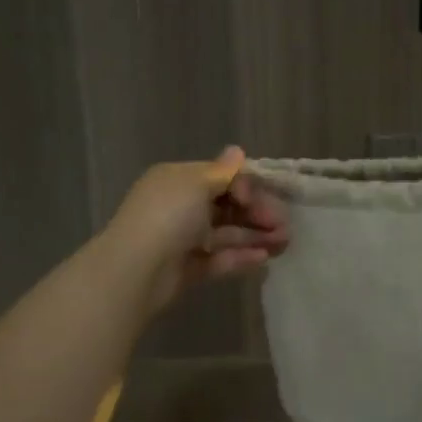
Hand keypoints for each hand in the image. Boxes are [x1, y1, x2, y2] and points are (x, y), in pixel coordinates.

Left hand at [101, 148, 289, 315]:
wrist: (136, 270)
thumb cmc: (168, 216)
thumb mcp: (197, 184)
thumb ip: (223, 172)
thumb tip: (237, 151)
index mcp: (179, 180)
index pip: (221, 177)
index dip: (245, 185)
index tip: (259, 197)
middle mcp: (181, 206)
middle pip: (227, 206)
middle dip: (258, 213)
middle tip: (284, 225)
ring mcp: (184, 239)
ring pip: (227, 233)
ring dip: (256, 235)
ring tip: (284, 243)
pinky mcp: (189, 268)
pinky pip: (219, 258)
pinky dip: (241, 256)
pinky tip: (264, 258)